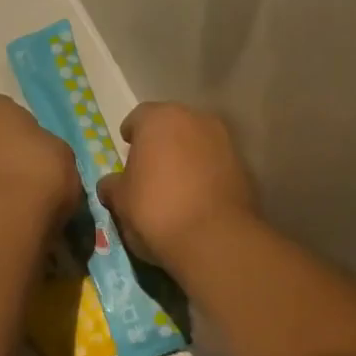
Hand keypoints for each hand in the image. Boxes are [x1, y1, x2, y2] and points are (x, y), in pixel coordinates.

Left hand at [0, 94, 80, 229]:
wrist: (1, 221)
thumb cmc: (38, 174)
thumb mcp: (64, 154)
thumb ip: (48, 149)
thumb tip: (39, 159)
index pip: (14, 116)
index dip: (30, 138)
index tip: (42, 160)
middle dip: (6, 157)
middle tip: (29, 180)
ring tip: (16, 203)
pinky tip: (1, 215)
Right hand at [96, 103, 257, 270]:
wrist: (213, 238)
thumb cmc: (155, 210)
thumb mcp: (120, 201)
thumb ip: (112, 186)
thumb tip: (111, 184)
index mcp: (159, 119)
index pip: (139, 117)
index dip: (131, 135)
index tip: (127, 151)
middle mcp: (196, 119)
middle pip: (172, 126)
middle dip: (160, 143)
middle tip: (150, 169)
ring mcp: (225, 141)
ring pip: (197, 143)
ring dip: (185, 157)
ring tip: (175, 186)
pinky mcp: (244, 166)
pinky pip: (215, 164)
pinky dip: (205, 174)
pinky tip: (196, 198)